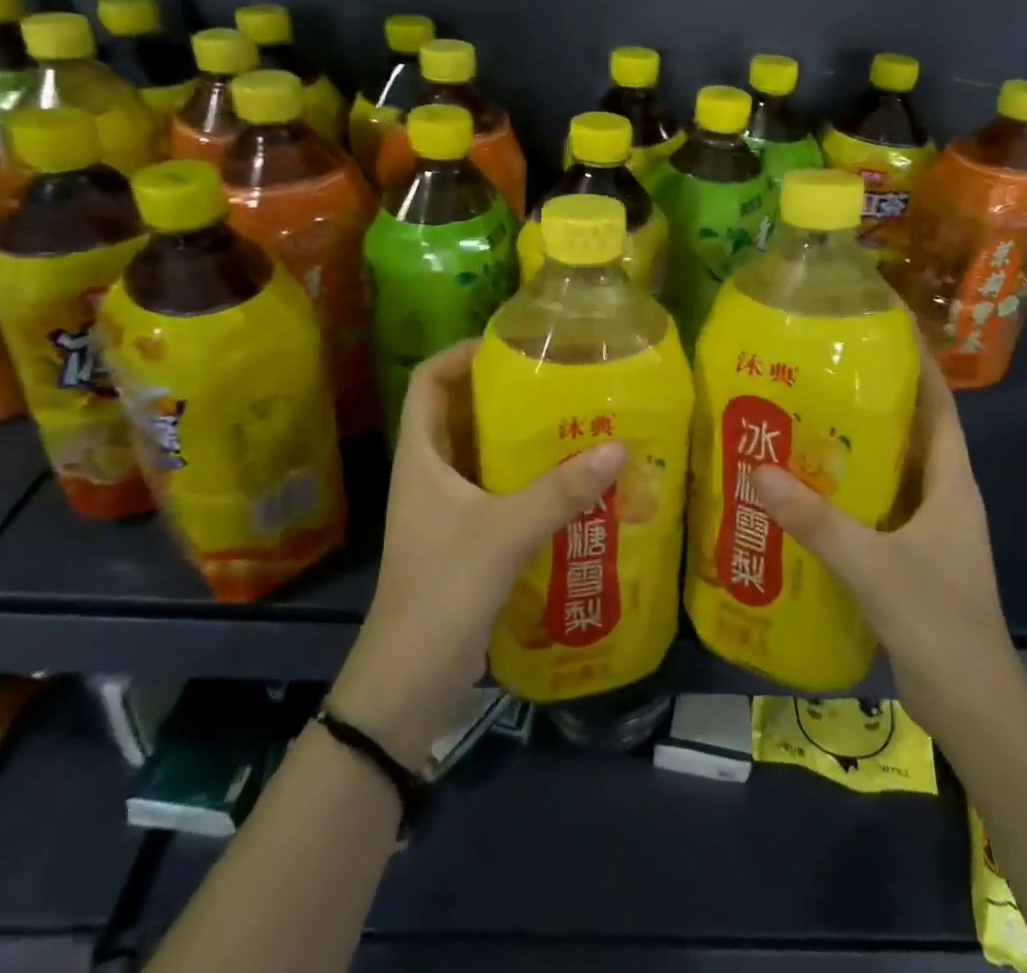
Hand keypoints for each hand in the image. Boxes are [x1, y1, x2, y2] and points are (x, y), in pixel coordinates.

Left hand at [326, 340, 625, 768]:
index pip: (428, 381)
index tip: (509, 345)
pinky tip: (570, 481)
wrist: (408, 682)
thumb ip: (560, 491)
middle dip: (504, 392)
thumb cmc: (442, 591)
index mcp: (421, 457)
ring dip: (520, 438)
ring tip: (573, 420)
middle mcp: (430, 474)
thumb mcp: (504, 533)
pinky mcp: (466, 538)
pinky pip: (498, 490)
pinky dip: (528, 478)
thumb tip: (618, 446)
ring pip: (483, 453)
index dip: (460, 354)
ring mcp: (447, 508)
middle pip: (461, 412)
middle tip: (557, 379)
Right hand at [751, 334, 1018, 729]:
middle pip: (912, 432)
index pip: (940, 408)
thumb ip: (816, 520)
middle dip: (875, 398)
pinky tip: (807, 488)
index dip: (920, 366)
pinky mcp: (909, 557)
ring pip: (892, 471)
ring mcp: (928, 530)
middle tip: (822, 370)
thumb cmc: (937, 621)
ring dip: (858, 446)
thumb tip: (758, 470)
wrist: (971, 706)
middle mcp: (943, 498)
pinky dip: (849, 490)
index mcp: (952, 485)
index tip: (885, 329)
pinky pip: (877, 507)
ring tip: (805, 417)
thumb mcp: (872, 564)